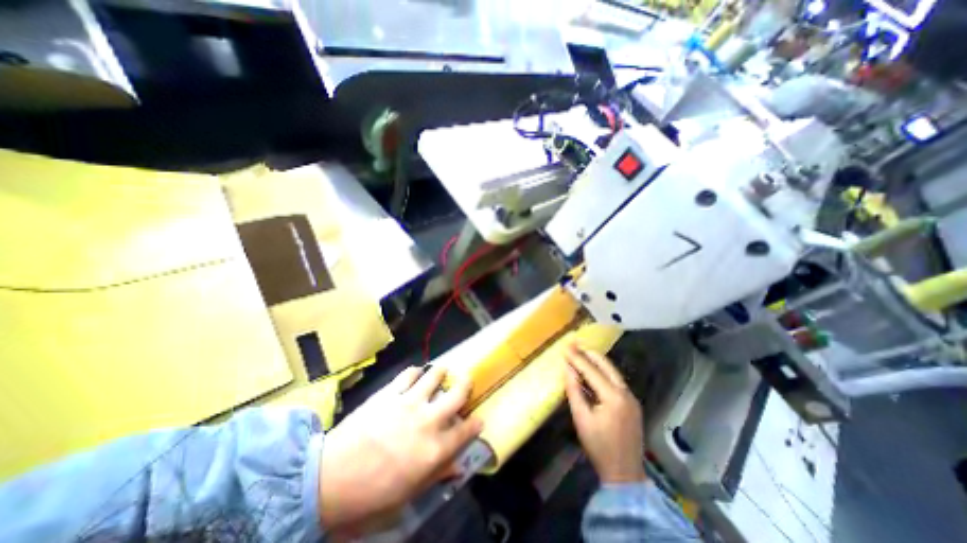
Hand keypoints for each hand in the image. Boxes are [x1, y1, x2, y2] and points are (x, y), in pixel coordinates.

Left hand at [320, 365, 481, 533]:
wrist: (329, 478)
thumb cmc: (371, 494)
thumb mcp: (409, 494)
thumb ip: (437, 475)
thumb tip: (458, 467)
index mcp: (434, 449)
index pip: (465, 431)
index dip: (475, 424)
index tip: (478, 419)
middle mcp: (427, 421)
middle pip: (456, 395)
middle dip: (466, 384)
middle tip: (467, 379)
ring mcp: (408, 402)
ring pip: (434, 376)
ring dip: (441, 372)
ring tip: (442, 371)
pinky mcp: (390, 393)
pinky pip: (409, 374)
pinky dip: (416, 371)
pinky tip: (416, 373)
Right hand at [564, 344, 643, 483]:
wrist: (625, 473)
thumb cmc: (599, 446)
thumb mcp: (581, 418)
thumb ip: (574, 390)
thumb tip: (568, 368)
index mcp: (613, 397)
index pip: (592, 370)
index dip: (577, 357)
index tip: (566, 346)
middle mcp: (626, 393)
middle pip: (606, 365)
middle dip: (589, 354)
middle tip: (574, 346)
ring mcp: (631, 398)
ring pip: (612, 371)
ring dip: (596, 362)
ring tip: (581, 354)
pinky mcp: (632, 403)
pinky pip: (616, 381)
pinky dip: (603, 373)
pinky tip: (592, 373)